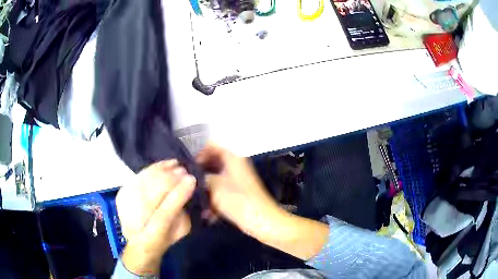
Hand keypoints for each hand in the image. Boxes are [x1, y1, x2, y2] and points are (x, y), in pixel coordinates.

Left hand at [116, 160, 195, 275]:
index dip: (178, 196)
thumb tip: (188, 187)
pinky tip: (163, 165)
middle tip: (183, 170)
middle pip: (149, 196)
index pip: (163, 215)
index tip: (191, 180)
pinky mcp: (121, 195)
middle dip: (168, 180)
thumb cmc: (165, 237)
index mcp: (152, 236)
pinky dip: (151, 169)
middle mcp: (133, 223)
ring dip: (160, 172)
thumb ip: (185, 213)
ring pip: (142, 185)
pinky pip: (137, 178)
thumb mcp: (181, 230)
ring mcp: (124, 207)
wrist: (140, 240)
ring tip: (174, 165)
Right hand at [196, 143, 285, 239]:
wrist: (263, 222)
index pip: (212, 146)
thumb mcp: (215, 188)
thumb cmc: (240, 202)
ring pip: (215, 178)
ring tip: (194, 199)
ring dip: (205, 188)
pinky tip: (206, 213)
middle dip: (199, 173)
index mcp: (233, 159)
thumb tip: (191, 176)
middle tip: (187, 183)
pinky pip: (222, 190)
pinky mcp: (239, 193)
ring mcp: (238, 180)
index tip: (187, 167)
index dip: (198, 154)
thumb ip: (202, 178)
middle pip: (212, 163)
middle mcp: (236, 166)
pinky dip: (214, 198)